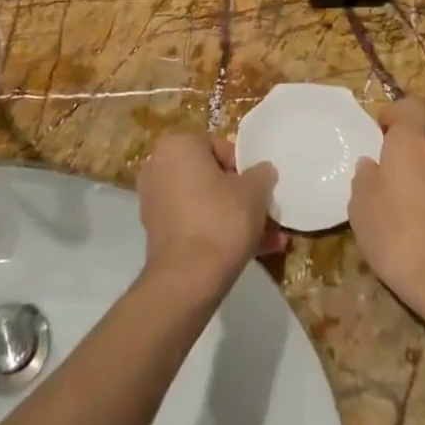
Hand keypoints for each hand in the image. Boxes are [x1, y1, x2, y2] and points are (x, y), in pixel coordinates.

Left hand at [137, 131, 283, 296]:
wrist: (188, 279)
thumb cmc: (221, 219)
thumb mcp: (255, 190)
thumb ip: (262, 173)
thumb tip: (262, 171)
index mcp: (177, 146)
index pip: (219, 147)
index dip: (244, 167)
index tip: (259, 187)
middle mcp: (159, 168)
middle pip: (211, 176)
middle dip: (241, 195)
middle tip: (265, 211)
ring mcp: (155, 202)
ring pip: (205, 203)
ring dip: (235, 217)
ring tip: (269, 237)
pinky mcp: (158, 233)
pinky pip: (195, 223)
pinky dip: (219, 232)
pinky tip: (254, 251)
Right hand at [349, 99, 424, 319]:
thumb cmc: (397, 234)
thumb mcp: (361, 207)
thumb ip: (365, 179)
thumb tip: (371, 165)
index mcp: (412, 145)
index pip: (412, 107)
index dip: (396, 114)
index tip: (380, 132)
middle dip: (409, 156)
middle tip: (387, 181)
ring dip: (424, 182)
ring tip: (403, 212)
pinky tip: (422, 234)